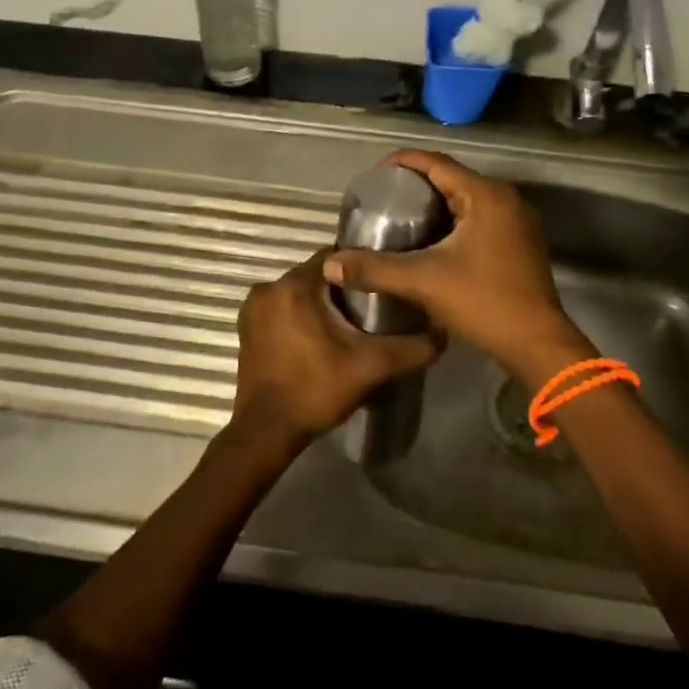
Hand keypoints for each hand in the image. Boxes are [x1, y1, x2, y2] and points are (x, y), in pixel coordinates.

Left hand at [230, 250, 442, 453]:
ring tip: (348, 325)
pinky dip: (299, 316)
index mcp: (295, 286)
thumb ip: (409, 348)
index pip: (335, 258)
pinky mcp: (246, 328)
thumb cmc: (316, 390)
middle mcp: (268, 288)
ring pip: (298, 292)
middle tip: (370, 308)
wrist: (267, 431)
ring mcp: (252, 308)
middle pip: (316, 275)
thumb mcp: (371, 367)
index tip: (381, 284)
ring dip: (319, 303)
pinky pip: (281, 308)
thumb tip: (442, 334)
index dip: (361, 268)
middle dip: (341, 288)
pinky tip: (318, 338)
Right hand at [322, 150, 591, 382]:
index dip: (403, 163)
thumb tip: (330, 265)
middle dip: (416, 185)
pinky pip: (480, 220)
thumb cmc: (483, 302)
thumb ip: (374, 269)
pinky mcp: (520, 244)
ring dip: (435, 205)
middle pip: (453, 179)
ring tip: (400, 219)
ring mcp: (517, 222)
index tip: (373, 175)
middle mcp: (506, 200)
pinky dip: (454, 222)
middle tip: (383, 200)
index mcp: (485, 196)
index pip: (437, 163)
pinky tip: (432, 243)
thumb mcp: (422, 281)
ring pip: (467, 201)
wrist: (536, 344)